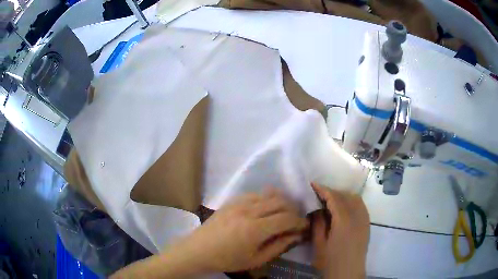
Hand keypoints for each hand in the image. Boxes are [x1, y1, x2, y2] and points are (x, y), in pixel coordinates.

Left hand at [169, 189, 308, 272]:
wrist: (198, 250)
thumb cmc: (227, 259)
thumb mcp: (255, 259)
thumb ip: (278, 246)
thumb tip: (296, 235)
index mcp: (255, 229)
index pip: (286, 218)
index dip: (299, 221)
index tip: (304, 226)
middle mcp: (249, 211)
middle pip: (280, 202)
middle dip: (293, 210)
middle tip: (295, 221)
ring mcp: (239, 203)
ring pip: (269, 195)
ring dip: (281, 202)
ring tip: (283, 213)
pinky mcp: (232, 201)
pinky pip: (255, 194)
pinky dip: (266, 199)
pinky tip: (265, 208)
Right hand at [310, 183, 369, 278]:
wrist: (348, 273)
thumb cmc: (330, 261)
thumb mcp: (319, 244)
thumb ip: (318, 224)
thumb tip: (316, 209)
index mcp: (344, 221)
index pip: (334, 198)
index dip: (323, 189)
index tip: (313, 184)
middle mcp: (357, 216)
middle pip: (345, 196)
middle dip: (332, 191)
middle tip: (319, 194)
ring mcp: (364, 219)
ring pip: (355, 198)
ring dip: (343, 195)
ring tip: (331, 200)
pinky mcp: (367, 224)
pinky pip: (361, 205)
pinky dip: (351, 201)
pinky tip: (344, 208)